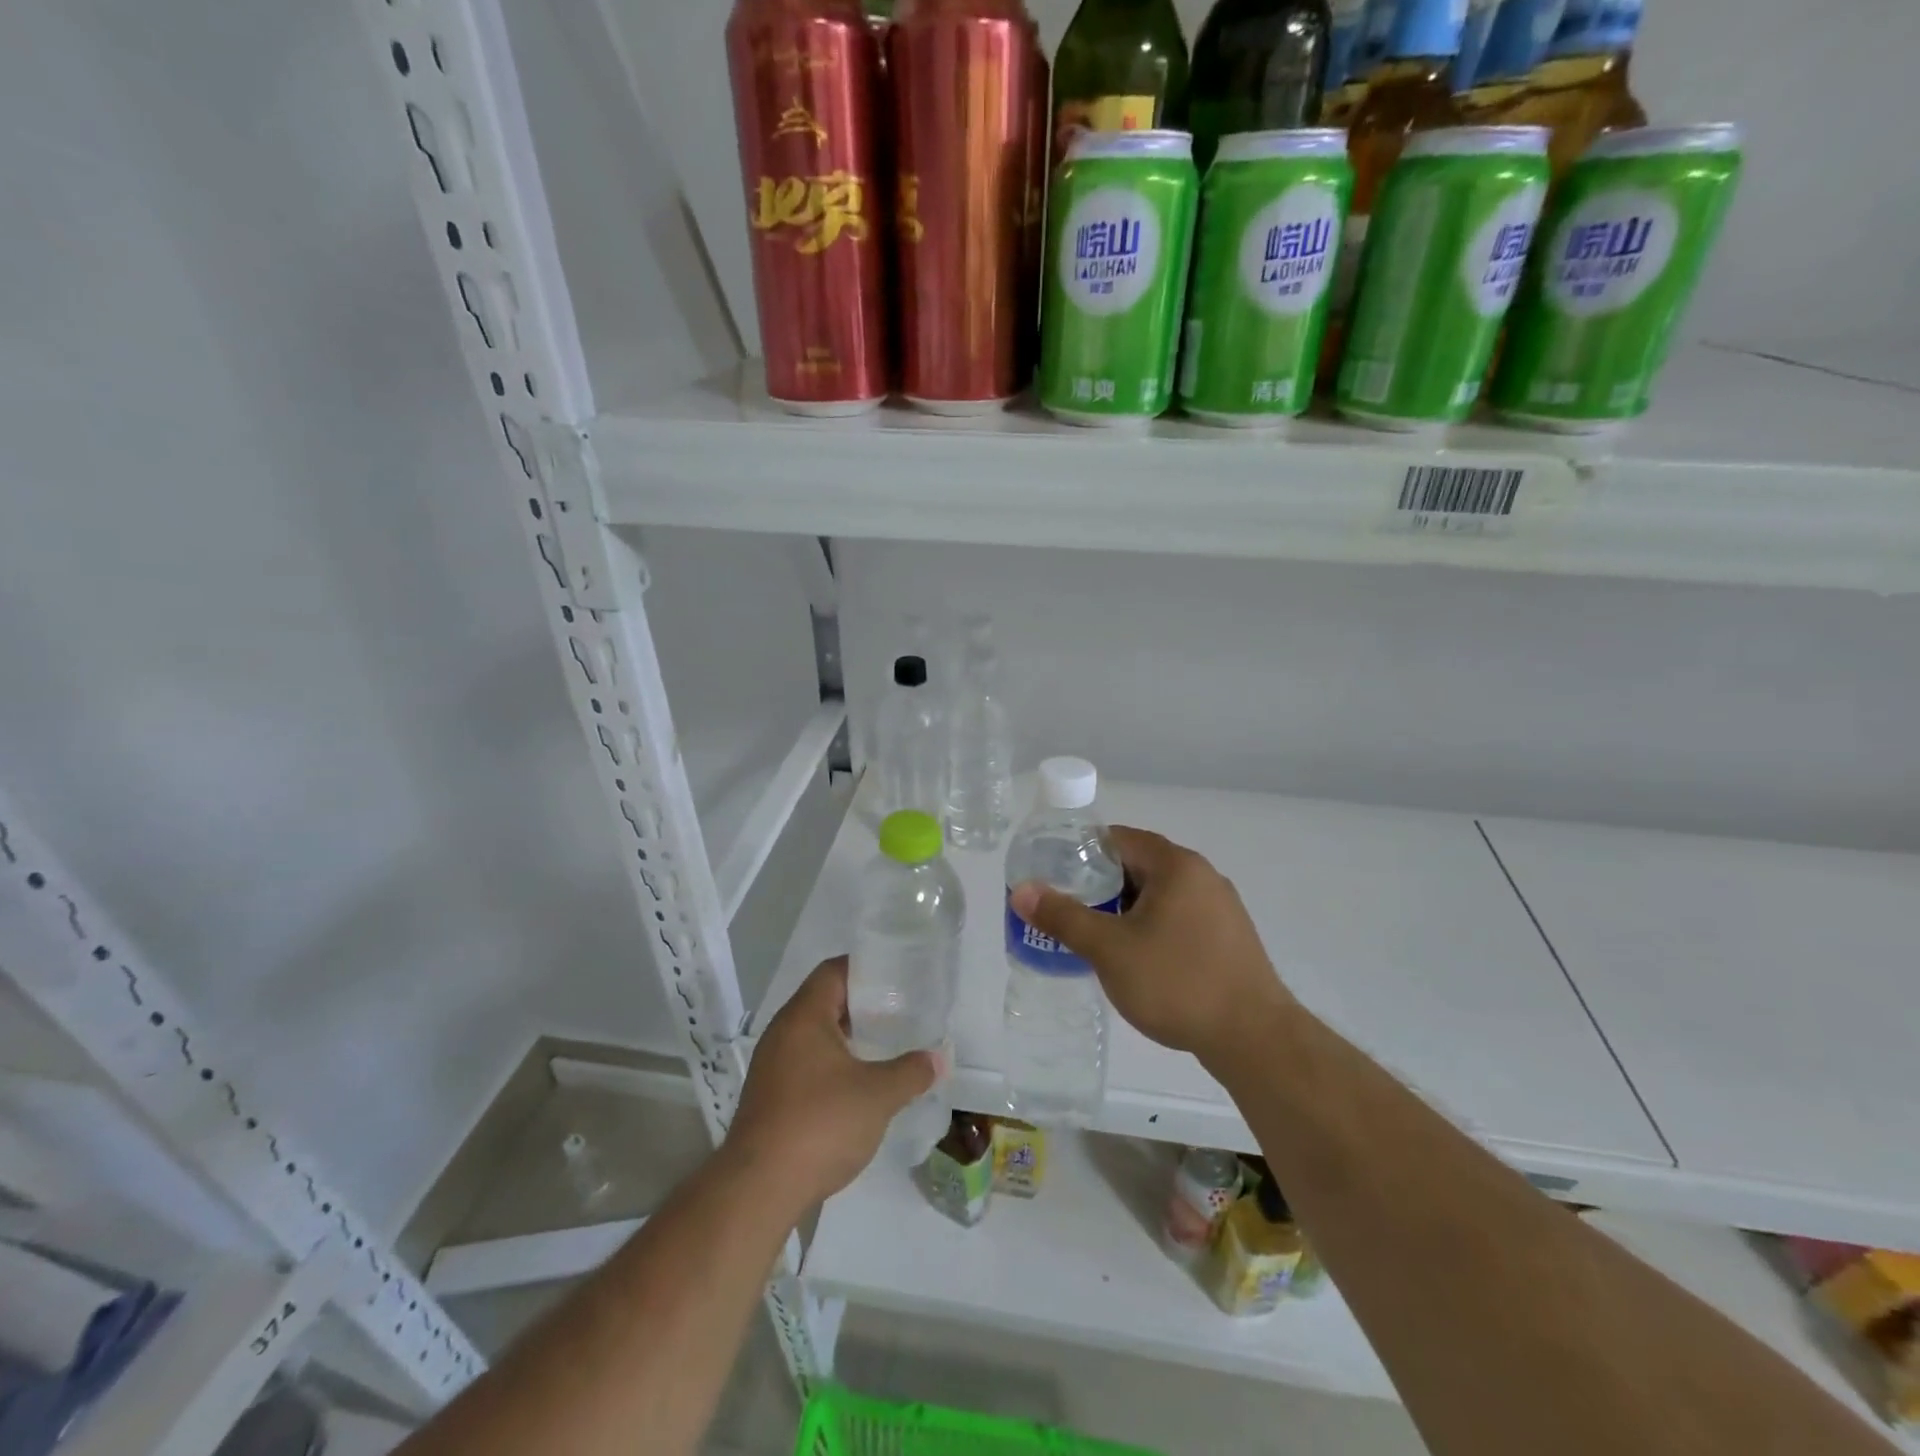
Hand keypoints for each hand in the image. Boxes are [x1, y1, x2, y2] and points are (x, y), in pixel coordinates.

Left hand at [724, 957, 937, 1210]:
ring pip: (815, 1034)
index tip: (898, 976)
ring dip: (848, 1036)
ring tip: (884, 1044)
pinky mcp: (770, 1095)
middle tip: (900, 1010)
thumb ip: (911, 1072)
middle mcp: (782, 1032)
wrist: (758, 1189)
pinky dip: (833, 1062)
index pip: (834, 971)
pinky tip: (858, 1082)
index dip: (866, 969)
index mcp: (804, 1016)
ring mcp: (772, 1065)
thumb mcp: (878, 1096)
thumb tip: (939, 1059)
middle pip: (824, 1000)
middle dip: (862, 1004)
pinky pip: (806, 1062)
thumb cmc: (820, 1124)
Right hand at [1009, 827, 1294, 1069]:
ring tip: (1095, 935)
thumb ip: (1064, 916)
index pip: (1119, 838)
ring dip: (1126, 908)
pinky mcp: (1228, 937)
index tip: (1054, 873)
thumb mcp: (1109, 949)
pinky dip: (1151, 926)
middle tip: (1068, 907)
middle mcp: (1202, 876)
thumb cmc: (1177, 982)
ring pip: (1159, 895)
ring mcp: (1221, 907)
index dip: (1082, 851)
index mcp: (1176, 865)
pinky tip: (1136, 958)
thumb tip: (1022, 890)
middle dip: (1101, 884)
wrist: (1255, 1039)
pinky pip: (1179, 917)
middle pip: (1139, 865)